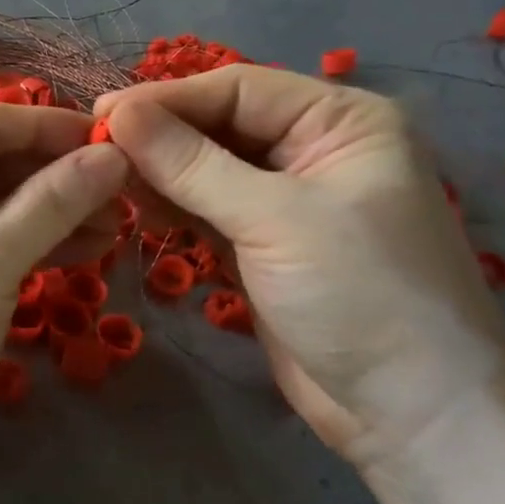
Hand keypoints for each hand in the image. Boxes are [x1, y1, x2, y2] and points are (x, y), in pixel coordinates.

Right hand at [97, 67, 504, 472]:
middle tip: (95, 147)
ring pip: (208, 168)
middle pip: (220, 125)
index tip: (101, 115)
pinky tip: (136, 207)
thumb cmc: (360, 295)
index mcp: (341, 122)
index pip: (239, 90)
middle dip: (161, 136)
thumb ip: (192, 164)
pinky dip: (173, 206)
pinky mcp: (264, 243)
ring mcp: (288, 200)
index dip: (168, 99)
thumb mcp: (274, 219)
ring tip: (108, 179)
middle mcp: (315, 150)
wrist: (410, 414)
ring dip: (161, 172)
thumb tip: (119, 115)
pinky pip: (207, 209)